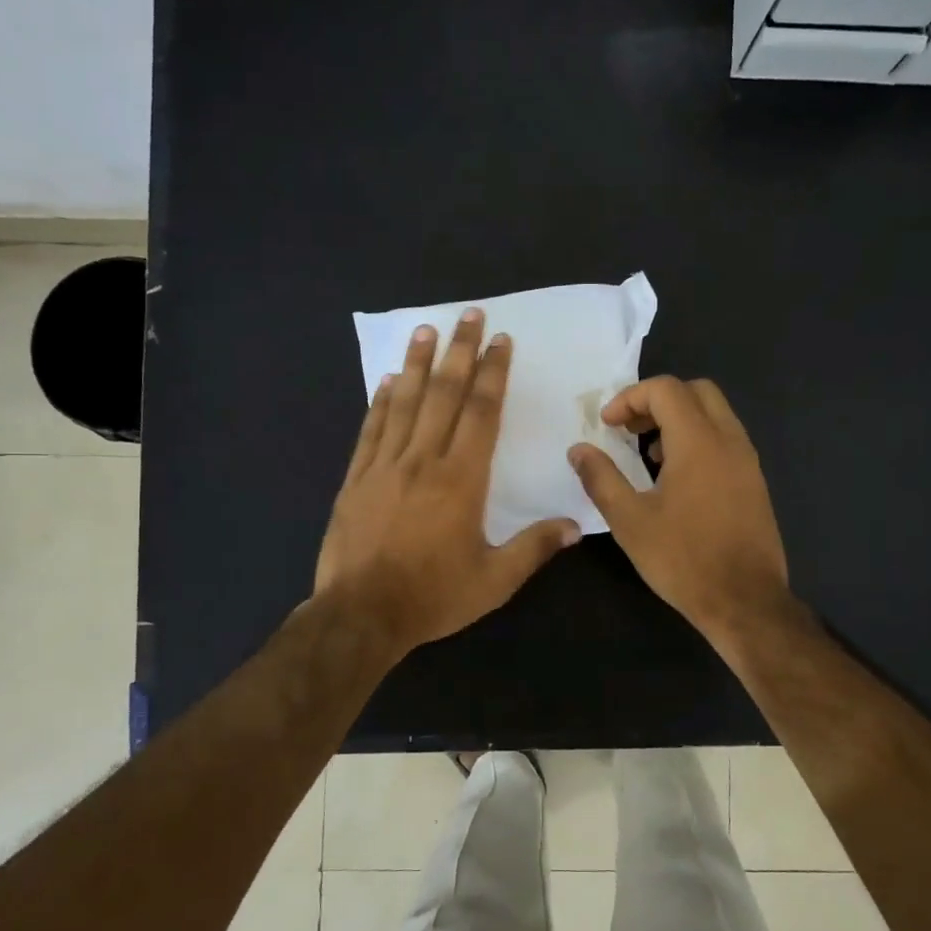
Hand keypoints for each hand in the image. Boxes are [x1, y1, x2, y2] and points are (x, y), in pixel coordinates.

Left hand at [316, 308, 580, 658]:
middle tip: (469, 315)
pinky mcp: (356, 480)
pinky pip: (371, 430)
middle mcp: (423, 461)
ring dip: (418, 364)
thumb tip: (575, 526)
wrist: (360, 615)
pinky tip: (388, 381)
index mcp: (461, 480)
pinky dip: (381, 402)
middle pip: (444, 395)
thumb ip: (534, 549)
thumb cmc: (432, 597)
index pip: (481, 413)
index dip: (492, 374)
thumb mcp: (493, 582)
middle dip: (459, 352)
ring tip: (426, 330)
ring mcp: (384, 467)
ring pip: (404, 403)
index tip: (500, 342)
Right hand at [568, 376, 790, 642]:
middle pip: (696, 391)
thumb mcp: (629, 521)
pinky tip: (677, 479)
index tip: (607, 426)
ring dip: (679, 420)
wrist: (745, 601)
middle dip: (657, 401)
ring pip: (715, 414)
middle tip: (629, 430)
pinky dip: (698, 439)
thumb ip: (601, 478)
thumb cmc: (683, 560)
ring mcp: (747, 461)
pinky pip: (725, 439)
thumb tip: (578, 450)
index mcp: (698, 442)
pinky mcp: (754, 482)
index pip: (665, 389)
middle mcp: (729, 440)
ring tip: (648, 455)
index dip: (630, 398)